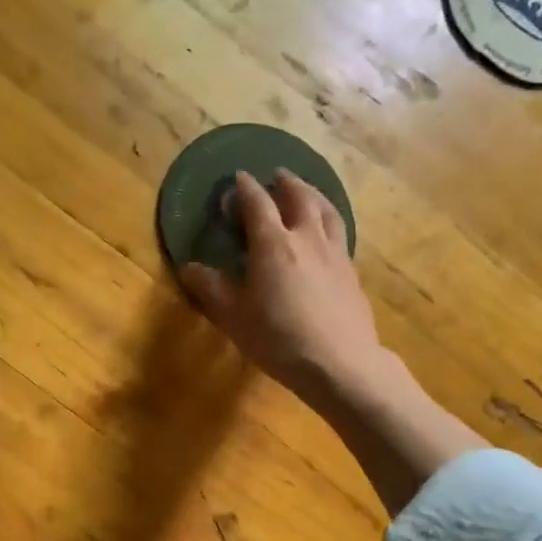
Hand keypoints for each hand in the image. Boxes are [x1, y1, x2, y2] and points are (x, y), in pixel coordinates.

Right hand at [182, 170, 484, 514]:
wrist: (340, 363)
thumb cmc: (278, 340)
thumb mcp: (234, 318)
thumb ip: (211, 289)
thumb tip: (190, 268)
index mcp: (273, 244)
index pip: (257, 204)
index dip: (245, 189)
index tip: (237, 178)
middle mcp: (306, 238)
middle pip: (299, 197)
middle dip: (285, 183)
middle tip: (276, 176)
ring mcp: (335, 254)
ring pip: (327, 211)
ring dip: (314, 195)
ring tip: (306, 192)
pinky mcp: (351, 272)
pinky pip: (340, 234)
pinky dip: (329, 222)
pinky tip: (327, 235)